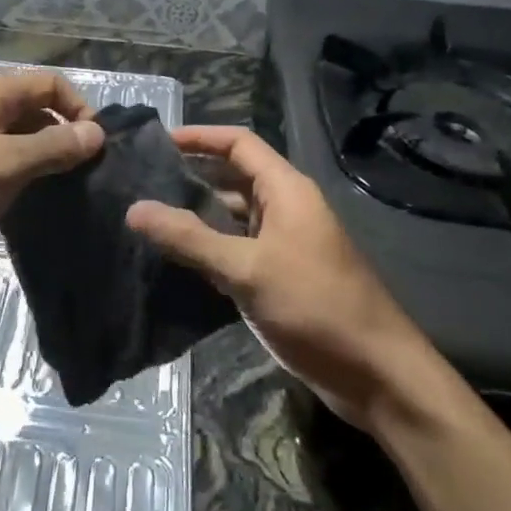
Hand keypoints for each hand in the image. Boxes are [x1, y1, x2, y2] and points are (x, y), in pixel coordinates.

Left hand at [0, 70, 103, 262]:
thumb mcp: (5, 164)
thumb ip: (53, 147)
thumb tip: (97, 133)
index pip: (51, 82)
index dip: (79, 108)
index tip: (94, 148)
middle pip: (34, 106)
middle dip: (61, 134)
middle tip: (81, 174)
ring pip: (15, 134)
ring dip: (38, 155)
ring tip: (58, 190)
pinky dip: (14, 169)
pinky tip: (22, 199)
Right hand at [126, 126, 414, 426]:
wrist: (377, 374)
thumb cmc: (315, 306)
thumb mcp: (246, 269)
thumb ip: (189, 238)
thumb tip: (134, 209)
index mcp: (287, 189)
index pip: (239, 143)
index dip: (199, 137)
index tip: (155, 141)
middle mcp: (287, 207)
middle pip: (234, 176)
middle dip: (192, 175)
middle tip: (141, 181)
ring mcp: (286, 243)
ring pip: (234, 215)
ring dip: (198, 214)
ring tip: (149, 216)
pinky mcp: (283, 275)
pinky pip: (239, 247)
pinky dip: (210, 246)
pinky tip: (177, 258)